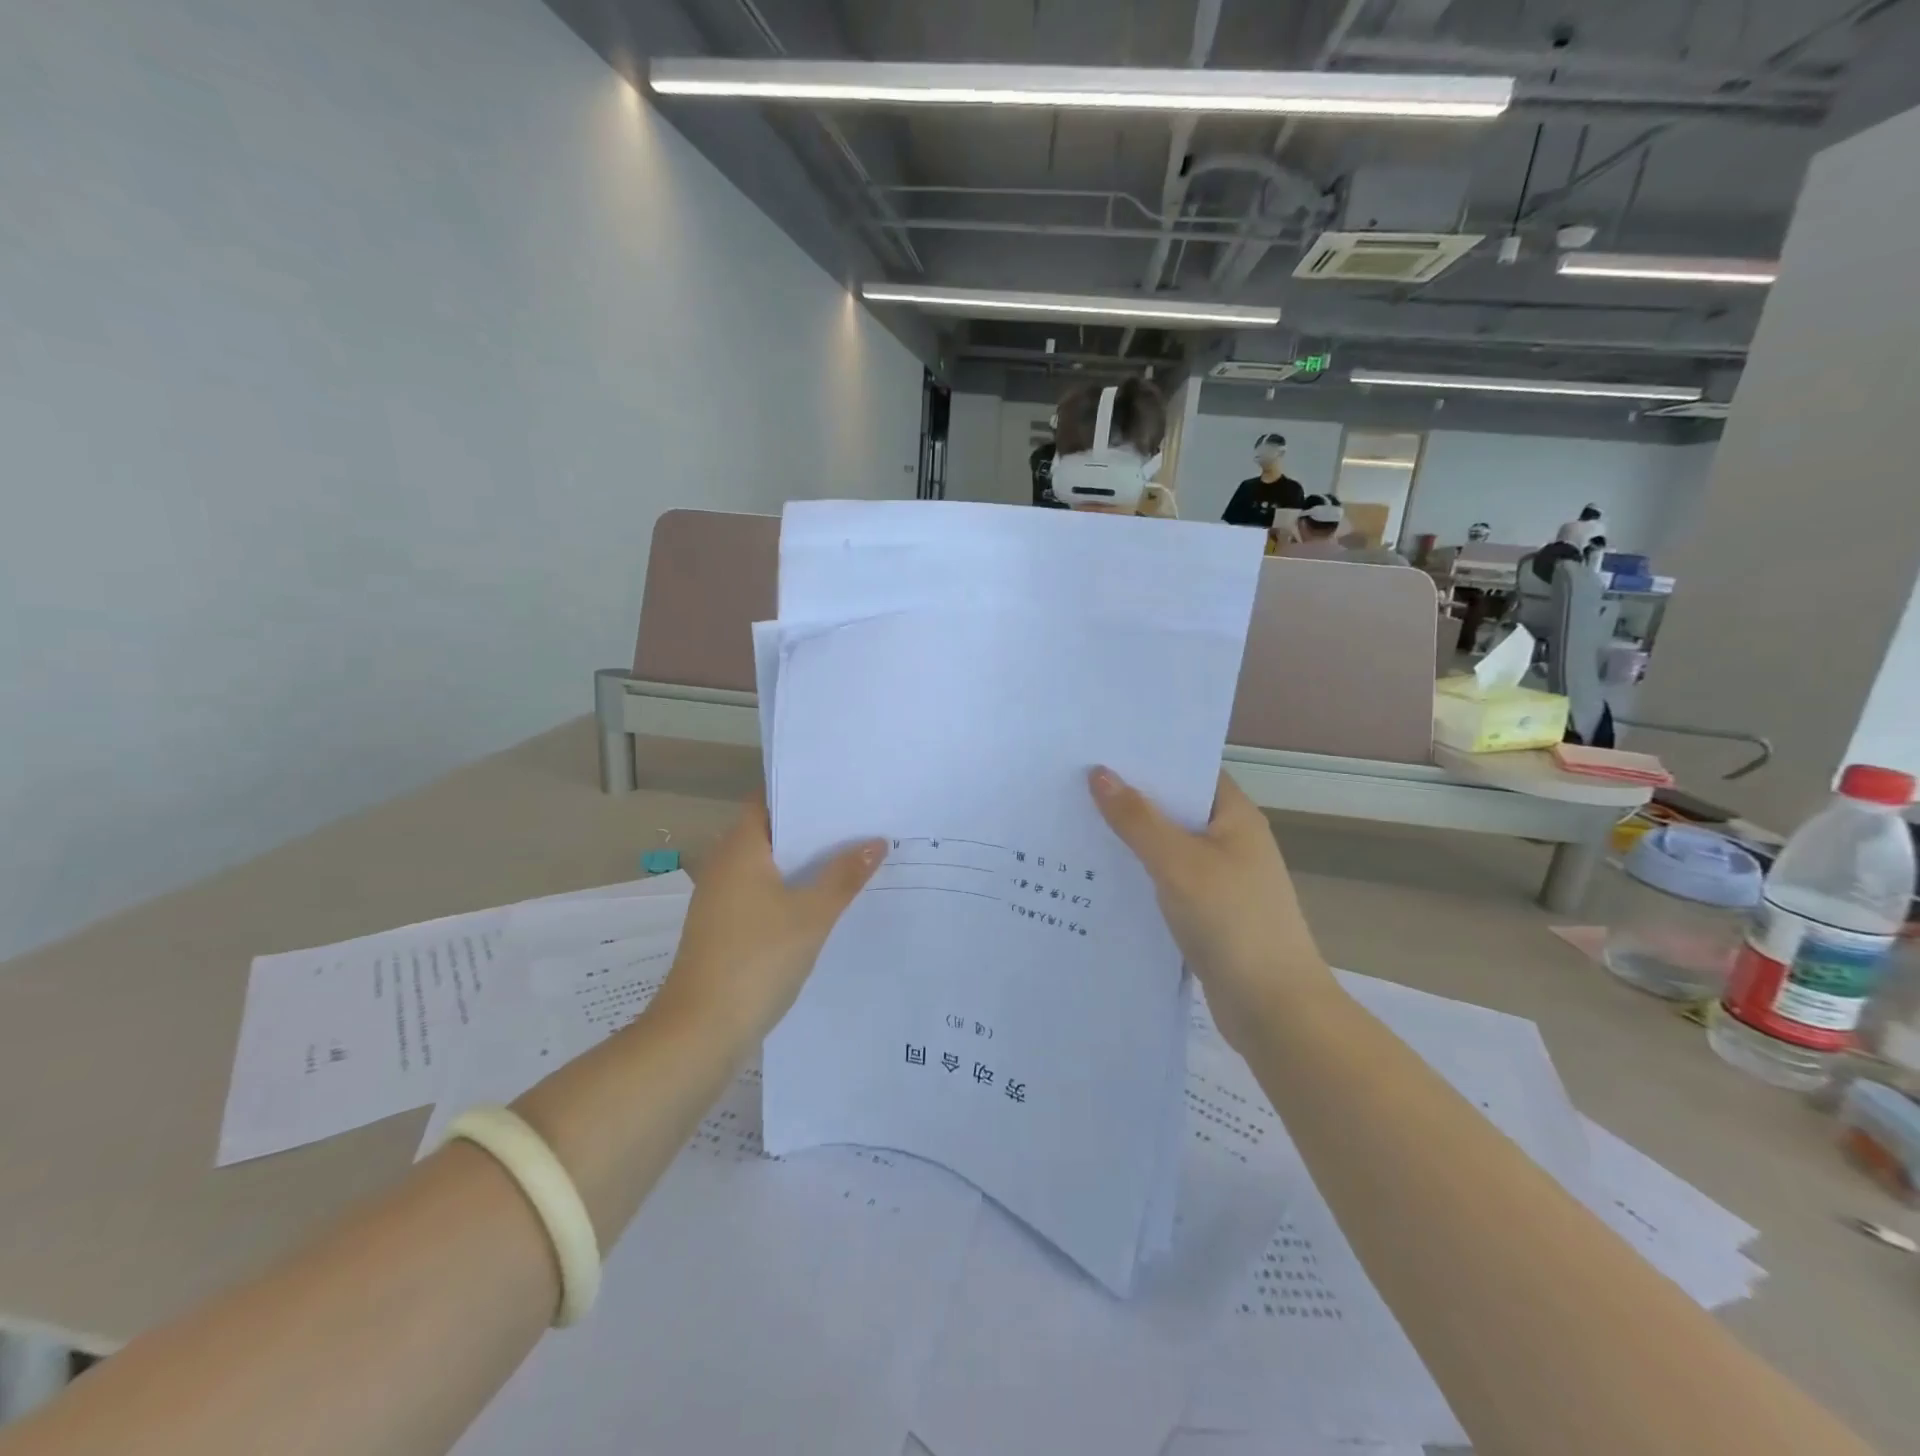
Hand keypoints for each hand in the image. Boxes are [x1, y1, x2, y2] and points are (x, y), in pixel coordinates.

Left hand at [650, 802, 884, 1049]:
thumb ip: (845, 875)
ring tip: (854, 861)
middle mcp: (724, 866)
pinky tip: (825, 905)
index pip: (769, 801)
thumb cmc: (757, 960)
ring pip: (770, 868)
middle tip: (862, 825)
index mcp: (739, 849)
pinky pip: (763, 897)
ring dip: (805, 866)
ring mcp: (721, 901)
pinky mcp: (724, 931)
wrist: (700, 1033)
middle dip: (814, 831)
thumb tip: (876, 841)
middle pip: (773, 834)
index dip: (804, 794)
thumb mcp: (812, 915)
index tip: (843, 792)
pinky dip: (791, 893)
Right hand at [1089, 767, 1332, 1052]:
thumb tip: (1100, 774)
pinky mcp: (1207, 914)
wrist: (1274, 1009)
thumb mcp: (1178, 863)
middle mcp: (1230, 842)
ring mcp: (1220, 880)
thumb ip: (1137, 819)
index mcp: (1235, 817)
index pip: (1190, 771)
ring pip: (1167, 849)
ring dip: (1130, 841)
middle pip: (1174, 809)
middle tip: (1074, 786)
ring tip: (1075, 826)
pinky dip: (1138, 877)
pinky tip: (1099, 878)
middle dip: (1130, 800)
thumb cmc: (1232, 922)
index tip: (1100, 751)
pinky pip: (1166, 883)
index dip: (1149, 760)